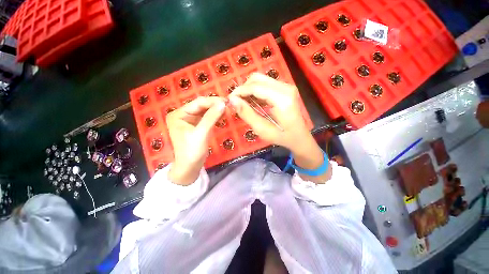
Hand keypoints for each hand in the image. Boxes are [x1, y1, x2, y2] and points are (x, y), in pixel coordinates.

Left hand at [166, 96, 225, 184]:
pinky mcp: (197, 125)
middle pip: (201, 106)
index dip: (212, 101)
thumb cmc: (191, 151)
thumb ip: (211, 118)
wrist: (190, 167)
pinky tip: (223, 114)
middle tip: (229, 104)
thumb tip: (223, 104)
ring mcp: (190, 120)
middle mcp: (183, 114)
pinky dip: (215, 116)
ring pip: (205, 111)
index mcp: (178, 114)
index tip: (226, 101)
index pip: (197, 103)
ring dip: (216, 110)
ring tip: (227, 108)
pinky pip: (207, 117)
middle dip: (215, 105)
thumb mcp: (201, 134)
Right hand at [228, 73, 310, 152]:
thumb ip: (247, 114)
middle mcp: (286, 87)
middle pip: (257, 78)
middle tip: (237, 102)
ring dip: (249, 90)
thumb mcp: (262, 129)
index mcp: (282, 98)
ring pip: (261, 80)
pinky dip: (256, 92)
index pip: (255, 87)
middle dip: (244, 89)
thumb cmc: (282, 137)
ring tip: (244, 104)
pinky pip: (266, 85)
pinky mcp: (285, 89)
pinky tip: (253, 103)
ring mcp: (287, 86)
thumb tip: (232, 100)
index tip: (229, 100)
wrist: (299, 137)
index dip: (240, 91)